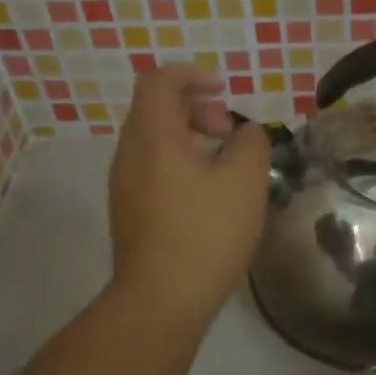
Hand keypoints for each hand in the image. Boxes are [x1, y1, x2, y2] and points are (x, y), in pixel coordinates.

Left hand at [108, 65, 272, 325]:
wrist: (161, 300)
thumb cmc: (206, 232)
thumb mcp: (245, 180)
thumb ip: (251, 142)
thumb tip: (244, 133)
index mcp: (152, 136)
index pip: (160, 81)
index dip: (193, 75)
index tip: (225, 91)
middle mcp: (129, 154)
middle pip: (156, 109)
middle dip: (197, 109)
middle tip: (230, 134)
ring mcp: (124, 185)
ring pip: (155, 141)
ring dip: (191, 139)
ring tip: (226, 167)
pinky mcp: (129, 211)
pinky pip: (153, 168)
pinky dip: (180, 164)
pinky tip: (209, 196)